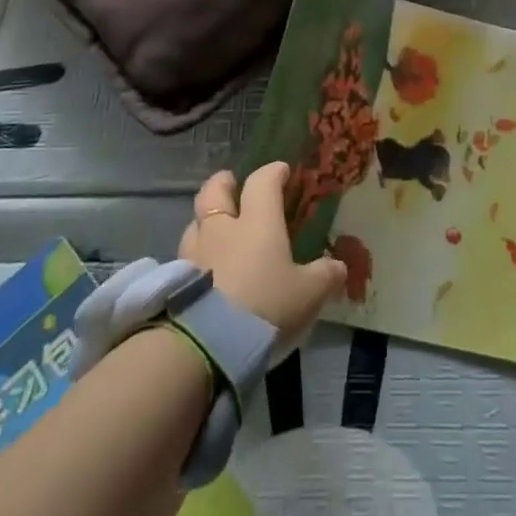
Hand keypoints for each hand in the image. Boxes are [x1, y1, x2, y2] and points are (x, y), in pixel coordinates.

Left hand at [180, 163, 345, 351]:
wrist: (208, 344)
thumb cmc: (265, 306)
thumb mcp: (308, 294)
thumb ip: (325, 276)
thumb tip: (339, 266)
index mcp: (257, 221)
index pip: (262, 182)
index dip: (273, 172)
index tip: (281, 171)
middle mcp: (223, 228)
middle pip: (215, 190)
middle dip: (224, 182)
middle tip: (232, 183)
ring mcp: (194, 252)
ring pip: (195, 222)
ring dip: (205, 220)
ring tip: (216, 229)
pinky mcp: (176, 280)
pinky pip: (186, 255)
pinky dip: (195, 254)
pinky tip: (204, 268)